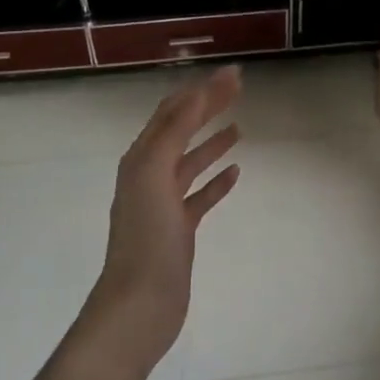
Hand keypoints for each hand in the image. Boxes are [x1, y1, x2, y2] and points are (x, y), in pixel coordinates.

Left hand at [87, 66, 243, 370]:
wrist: (140, 304)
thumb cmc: (147, 238)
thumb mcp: (154, 175)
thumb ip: (174, 133)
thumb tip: (196, 94)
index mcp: (141, 159)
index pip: (173, 112)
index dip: (202, 91)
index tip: (233, 75)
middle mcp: (149, 175)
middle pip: (182, 131)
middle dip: (208, 108)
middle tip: (240, 89)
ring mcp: (164, 203)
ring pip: (191, 163)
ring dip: (212, 142)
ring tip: (238, 128)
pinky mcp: (179, 229)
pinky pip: (200, 196)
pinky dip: (216, 181)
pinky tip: (235, 173)